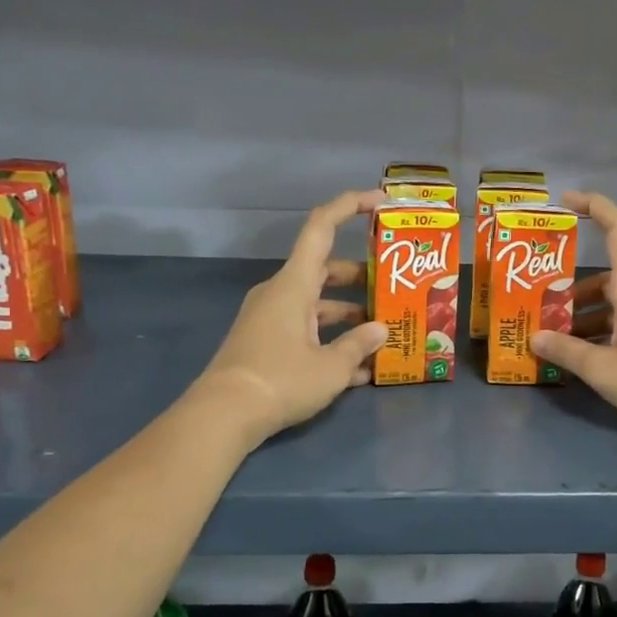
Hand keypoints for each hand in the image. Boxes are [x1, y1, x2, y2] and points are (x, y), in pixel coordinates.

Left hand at [193, 190, 389, 448]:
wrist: (223, 415)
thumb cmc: (280, 380)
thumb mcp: (331, 367)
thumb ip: (359, 345)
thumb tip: (380, 329)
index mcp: (294, 284)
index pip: (321, 227)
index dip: (350, 206)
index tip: (379, 200)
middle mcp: (280, 293)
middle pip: (324, 270)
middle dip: (361, 278)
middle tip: (393, 286)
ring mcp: (270, 318)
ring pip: (317, 304)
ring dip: (349, 315)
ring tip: (384, 334)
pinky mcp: (266, 343)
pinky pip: (305, 330)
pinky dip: (330, 340)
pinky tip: (360, 370)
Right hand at [531, 191, 616, 444]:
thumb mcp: (603, 369)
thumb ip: (567, 352)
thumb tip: (535, 338)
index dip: (595, 206)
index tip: (567, 200)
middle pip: (606, 279)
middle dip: (572, 292)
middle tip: (541, 306)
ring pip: (614, 305)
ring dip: (585, 317)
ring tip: (556, 339)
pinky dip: (603, 333)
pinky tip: (584, 358)